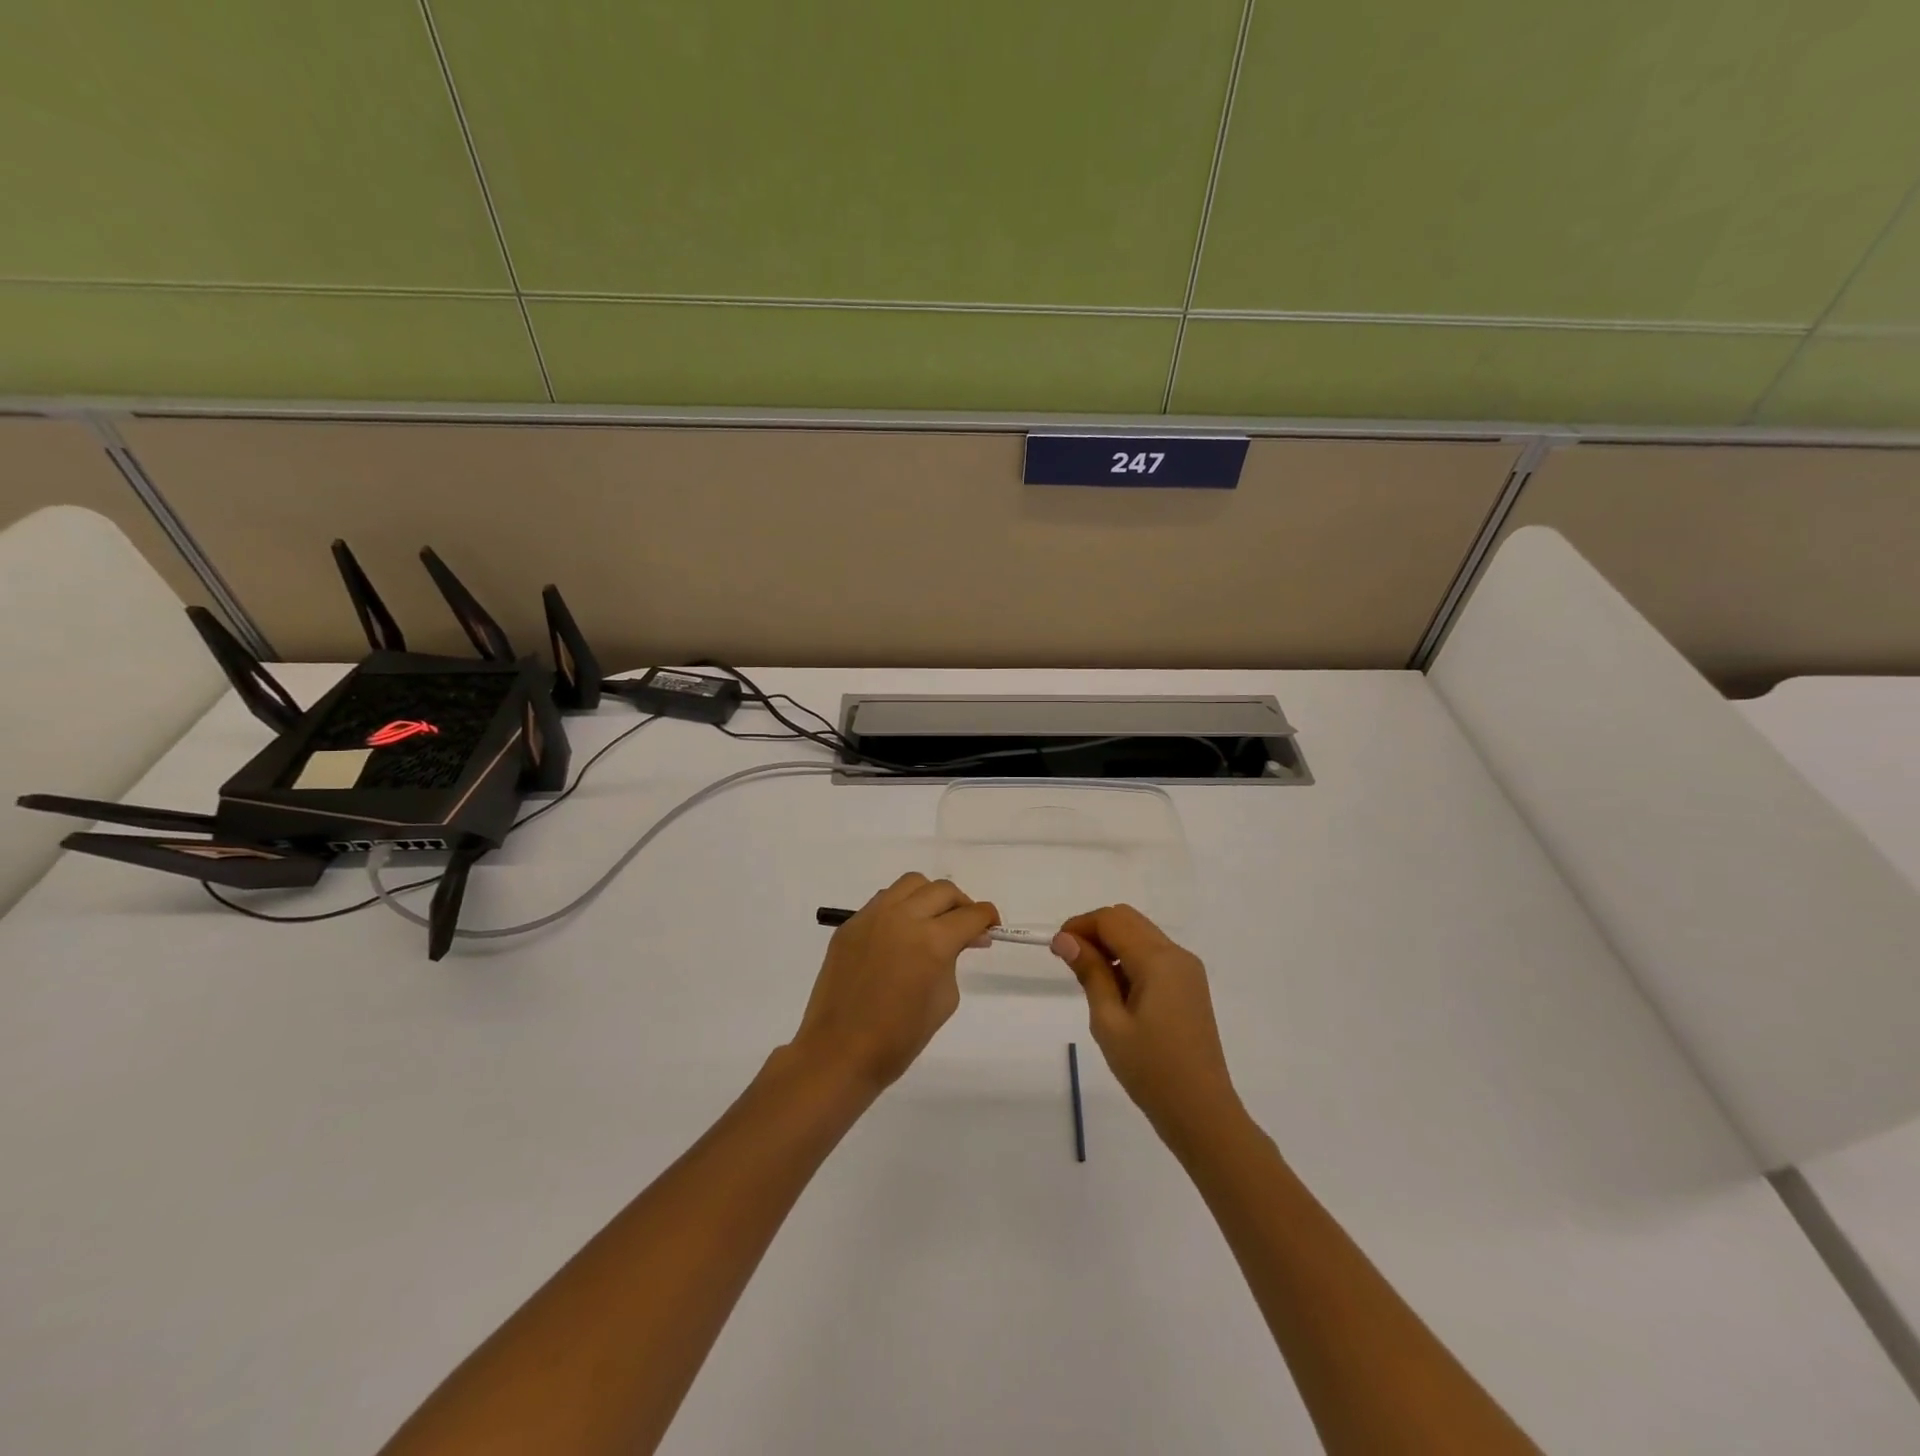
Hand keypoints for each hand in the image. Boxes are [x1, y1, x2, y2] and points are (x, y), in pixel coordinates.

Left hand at [789, 874, 998, 1095]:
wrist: (840, 1052)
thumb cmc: (899, 1037)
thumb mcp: (944, 999)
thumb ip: (953, 960)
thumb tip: (961, 939)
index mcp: (932, 941)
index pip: (970, 914)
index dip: (987, 918)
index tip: (990, 927)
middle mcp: (903, 918)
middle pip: (943, 891)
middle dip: (961, 905)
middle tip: (965, 927)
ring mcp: (873, 916)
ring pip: (911, 884)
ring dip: (930, 897)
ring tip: (931, 921)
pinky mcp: (851, 924)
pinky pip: (884, 900)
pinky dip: (901, 907)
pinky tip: (900, 933)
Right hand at [1052, 905, 1241, 1141]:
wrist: (1201, 1113)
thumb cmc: (1150, 1070)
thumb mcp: (1109, 1022)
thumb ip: (1090, 973)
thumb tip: (1065, 939)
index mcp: (1158, 960)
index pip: (1112, 920)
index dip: (1080, 925)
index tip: (1056, 948)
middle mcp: (1177, 955)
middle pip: (1128, 920)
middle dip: (1094, 930)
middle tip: (1069, 959)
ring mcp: (1187, 970)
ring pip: (1141, 935)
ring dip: (1111, 944)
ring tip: (1088, 978)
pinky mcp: (1189, 986)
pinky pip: (1154, 955)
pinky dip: (1129, 958)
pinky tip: (1115, 990)